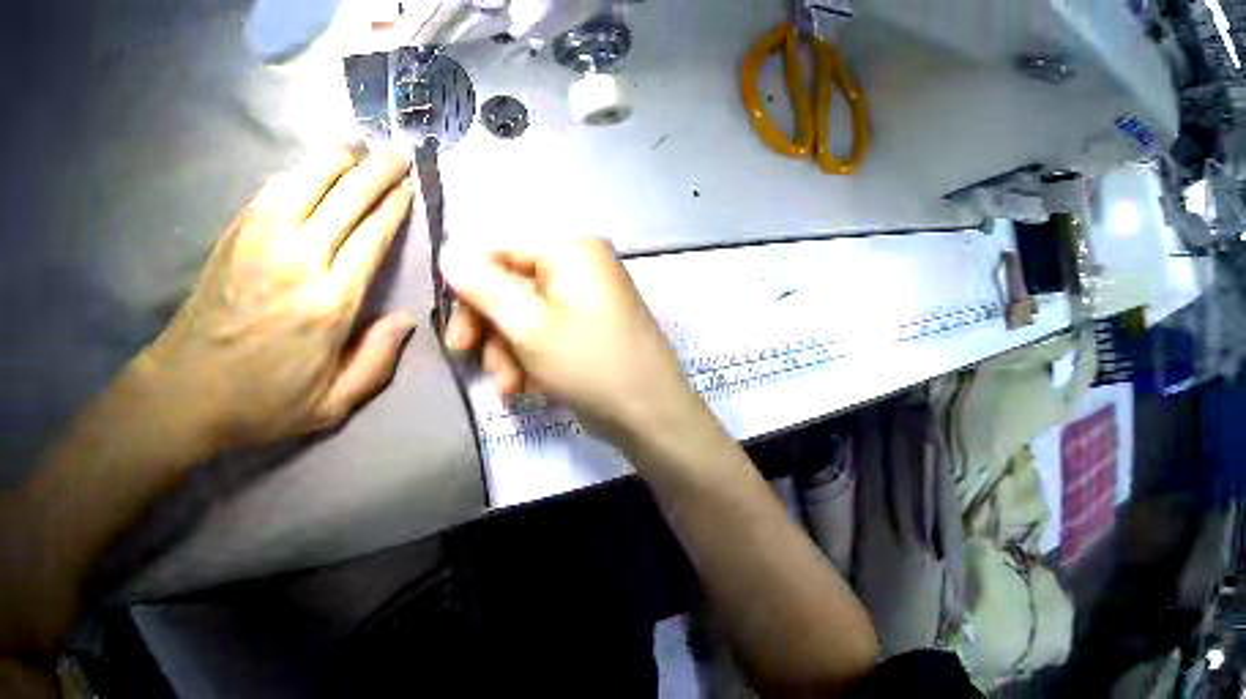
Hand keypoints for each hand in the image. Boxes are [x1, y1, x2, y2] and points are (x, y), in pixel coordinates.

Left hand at [141, 145, 416, 449]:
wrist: (191, 386)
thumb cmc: (261, 402)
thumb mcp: (328, 408)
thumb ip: (374, 364)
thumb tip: (407, 319)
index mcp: (330, 301)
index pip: (376, 230)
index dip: (397, 202)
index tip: (407, 187)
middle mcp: (303, 254)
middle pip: (354, 188)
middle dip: (383, 165)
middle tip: (396, 155)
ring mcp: (267, 232)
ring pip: (318, 169)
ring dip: (345, 157)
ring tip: (356, 157)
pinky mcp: (241, 225)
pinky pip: (281, 181)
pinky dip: (303, 172)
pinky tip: (309, 180)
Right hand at [440, 239, 704, 442]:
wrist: (651, 418)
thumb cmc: (590, 363)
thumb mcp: (527, 325)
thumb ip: (483, 287)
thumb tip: (447, 251)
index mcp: (570, 249)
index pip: (499, 249)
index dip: (468, 285)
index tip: (451, 325)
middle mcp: (578, 266)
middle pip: (508, 285)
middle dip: (487, 326)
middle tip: (465, 355)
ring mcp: (584, 300)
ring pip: (520, 316)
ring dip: (504, 350)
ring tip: (508, 384)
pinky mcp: (586, 331)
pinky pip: (542, 334)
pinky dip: (527, 359)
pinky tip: (525, 388)